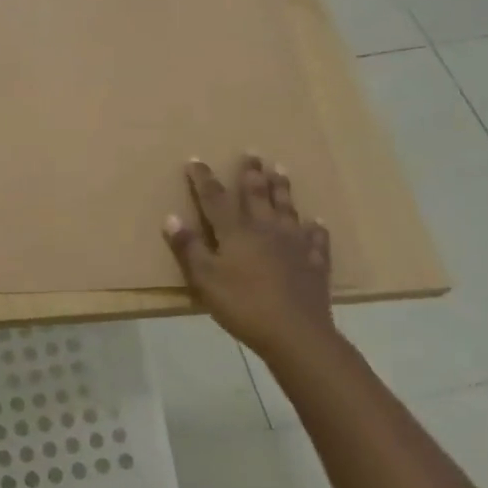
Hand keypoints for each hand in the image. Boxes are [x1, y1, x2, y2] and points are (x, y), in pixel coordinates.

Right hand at [164, 154, 335, 360]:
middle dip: (251, 173)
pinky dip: (315, 229)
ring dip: (282, 188)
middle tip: (252, 153)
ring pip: (287, 208)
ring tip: (281, 170)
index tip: (195, 160)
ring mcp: (294, 244)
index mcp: (235, 232)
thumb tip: (171, 217)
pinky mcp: (314, 262)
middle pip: (256, 195)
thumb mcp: (205, 279)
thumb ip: (189, 248)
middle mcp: (265, 229)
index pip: (214, 198)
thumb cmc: (243, 305)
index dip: (203, 179)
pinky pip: (315, 239)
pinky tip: (316, 223)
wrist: (296, 334)